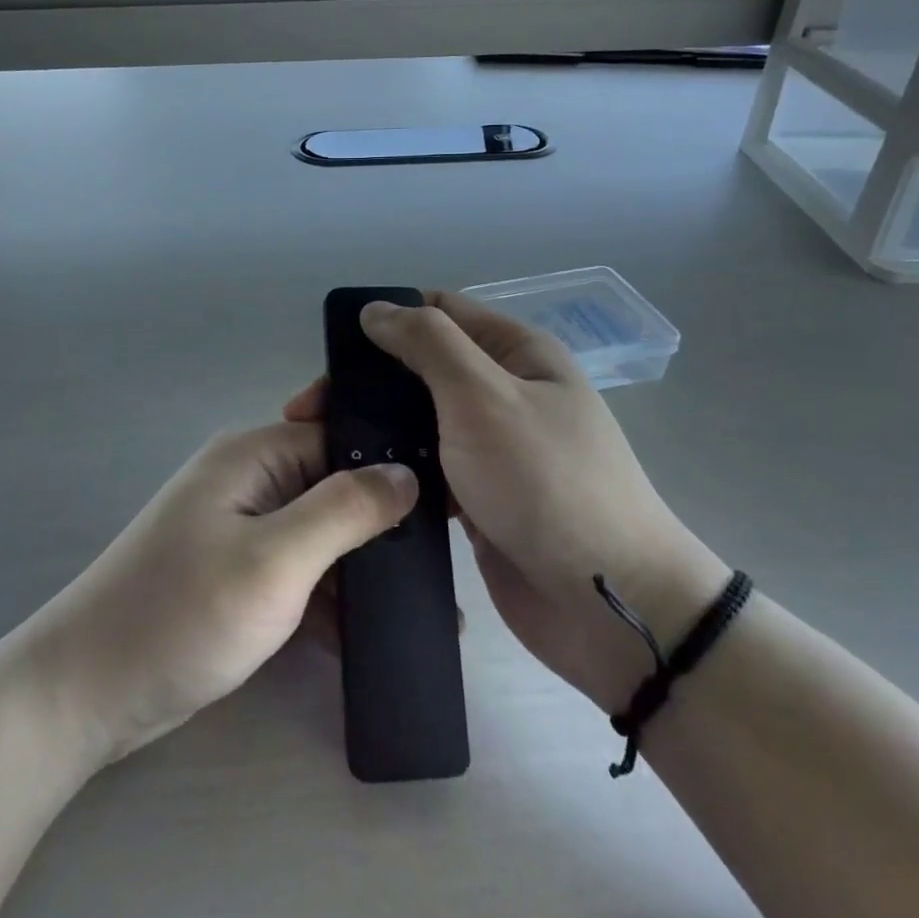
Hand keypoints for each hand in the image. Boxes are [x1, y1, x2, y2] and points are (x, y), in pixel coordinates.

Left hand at [32, 421, 417, 764]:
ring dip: (361, 566)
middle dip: (384, 520)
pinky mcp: (237, 573)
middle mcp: (248, 479)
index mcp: (254, 454)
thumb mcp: (275, 559)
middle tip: (444, 558)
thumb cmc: (183, 612)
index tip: (450, 498)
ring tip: (428, 605)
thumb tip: (406, 473)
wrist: (88, 691)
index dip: (393, 461)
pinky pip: (299, 570)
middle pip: (333, 484)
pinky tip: (374, 634)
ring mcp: (240, 528)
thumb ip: (344, 510)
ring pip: (320, 532)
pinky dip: (330, 597)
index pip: (339, 437)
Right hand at [289, 292, 727, 713]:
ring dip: (377, 429)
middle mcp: (505, 392)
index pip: (439, 310)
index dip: (386, 319)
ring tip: (319, 449)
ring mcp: (493, 448)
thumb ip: (428, 344)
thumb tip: (376, 310)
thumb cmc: (547, 483)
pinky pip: (427, 469)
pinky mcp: (479, 498)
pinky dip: (395, 471)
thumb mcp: (485, 396)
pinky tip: (352, 486)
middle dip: (369, 381)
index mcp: (517, 353)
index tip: (333, 350)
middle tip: (309, 412)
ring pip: (419, 421)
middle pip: (422, 367)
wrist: (609, 607)